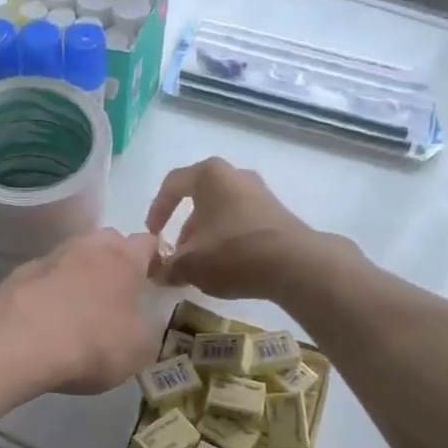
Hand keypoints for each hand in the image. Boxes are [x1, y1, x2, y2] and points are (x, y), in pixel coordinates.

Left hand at [0, 228, 161, 394]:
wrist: (19, 345)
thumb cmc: (92, 344)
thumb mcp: (138, 351)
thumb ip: (146, 333)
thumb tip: (140, 328)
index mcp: (124, 259)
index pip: (147, 242)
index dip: (154, 259)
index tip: (154, 280)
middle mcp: (87, 248)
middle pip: (108, 242)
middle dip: (115, 260)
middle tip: (116, 293)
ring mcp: (49, 258)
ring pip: (72, 256)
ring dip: (79, 274)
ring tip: (78, 308)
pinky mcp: (18, 275)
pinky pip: (43, 277)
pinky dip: (48, 291)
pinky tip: (45, 318)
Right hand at [147, 158, 330, 298]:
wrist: (295, 264)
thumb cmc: (232, 253)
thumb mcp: (188, 265)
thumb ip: (166, 267)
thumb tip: (156, 272)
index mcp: (209, 175)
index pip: (173, 184)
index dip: (157, 209)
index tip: (152, 235)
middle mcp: (236, 176)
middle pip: (200, 199)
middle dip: (185, 228)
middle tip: (178, 254)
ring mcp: (261, 193)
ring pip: (222, 212)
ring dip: (207, 236)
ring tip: (202, 265)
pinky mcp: (278, 214)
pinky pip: (242, 222)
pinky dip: (229, 240)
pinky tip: (227, 266)